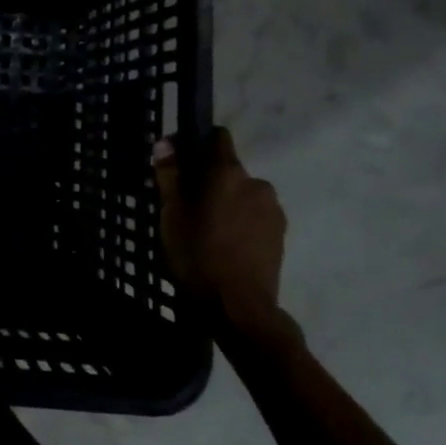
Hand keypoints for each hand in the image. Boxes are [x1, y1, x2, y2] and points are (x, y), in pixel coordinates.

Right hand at [154, 127, 286, 336]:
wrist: (239, 307)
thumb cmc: (198, 254)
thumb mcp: (171, 214)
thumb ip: (170, 175)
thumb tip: (165, 144)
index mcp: (228, 172)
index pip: (218, 137)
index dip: (197, 142)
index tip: (180, 160)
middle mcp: (256, 183)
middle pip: (229, 169)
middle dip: (209, 179)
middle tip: (187, 203)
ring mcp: (273, 210)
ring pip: (243, 193)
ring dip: (227, 201)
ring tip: (207, 227)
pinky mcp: (280, 234)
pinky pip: (255, 214)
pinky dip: (241, 220)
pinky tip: (225, 242)